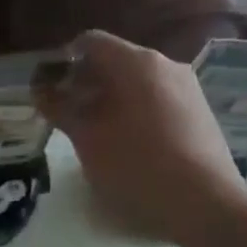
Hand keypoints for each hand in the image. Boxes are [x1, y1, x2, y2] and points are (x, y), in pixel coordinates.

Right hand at [40, 30, 246, 246]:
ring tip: (96, 133)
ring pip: (137, 81)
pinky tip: (129, 144)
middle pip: (115, 60)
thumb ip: (60, 109)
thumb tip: (41, 91)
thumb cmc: (136, 166)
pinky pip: (157, 99)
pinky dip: (135, 111)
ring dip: (110, 99)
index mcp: (136, 62)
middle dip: (86, 83)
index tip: (49, 91)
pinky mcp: (200, 111)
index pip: (90, 42)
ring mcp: (188, 87)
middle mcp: (165, 64)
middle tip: (67, 115)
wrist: (205, 204)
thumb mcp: (87, 139)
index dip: (63, 62)